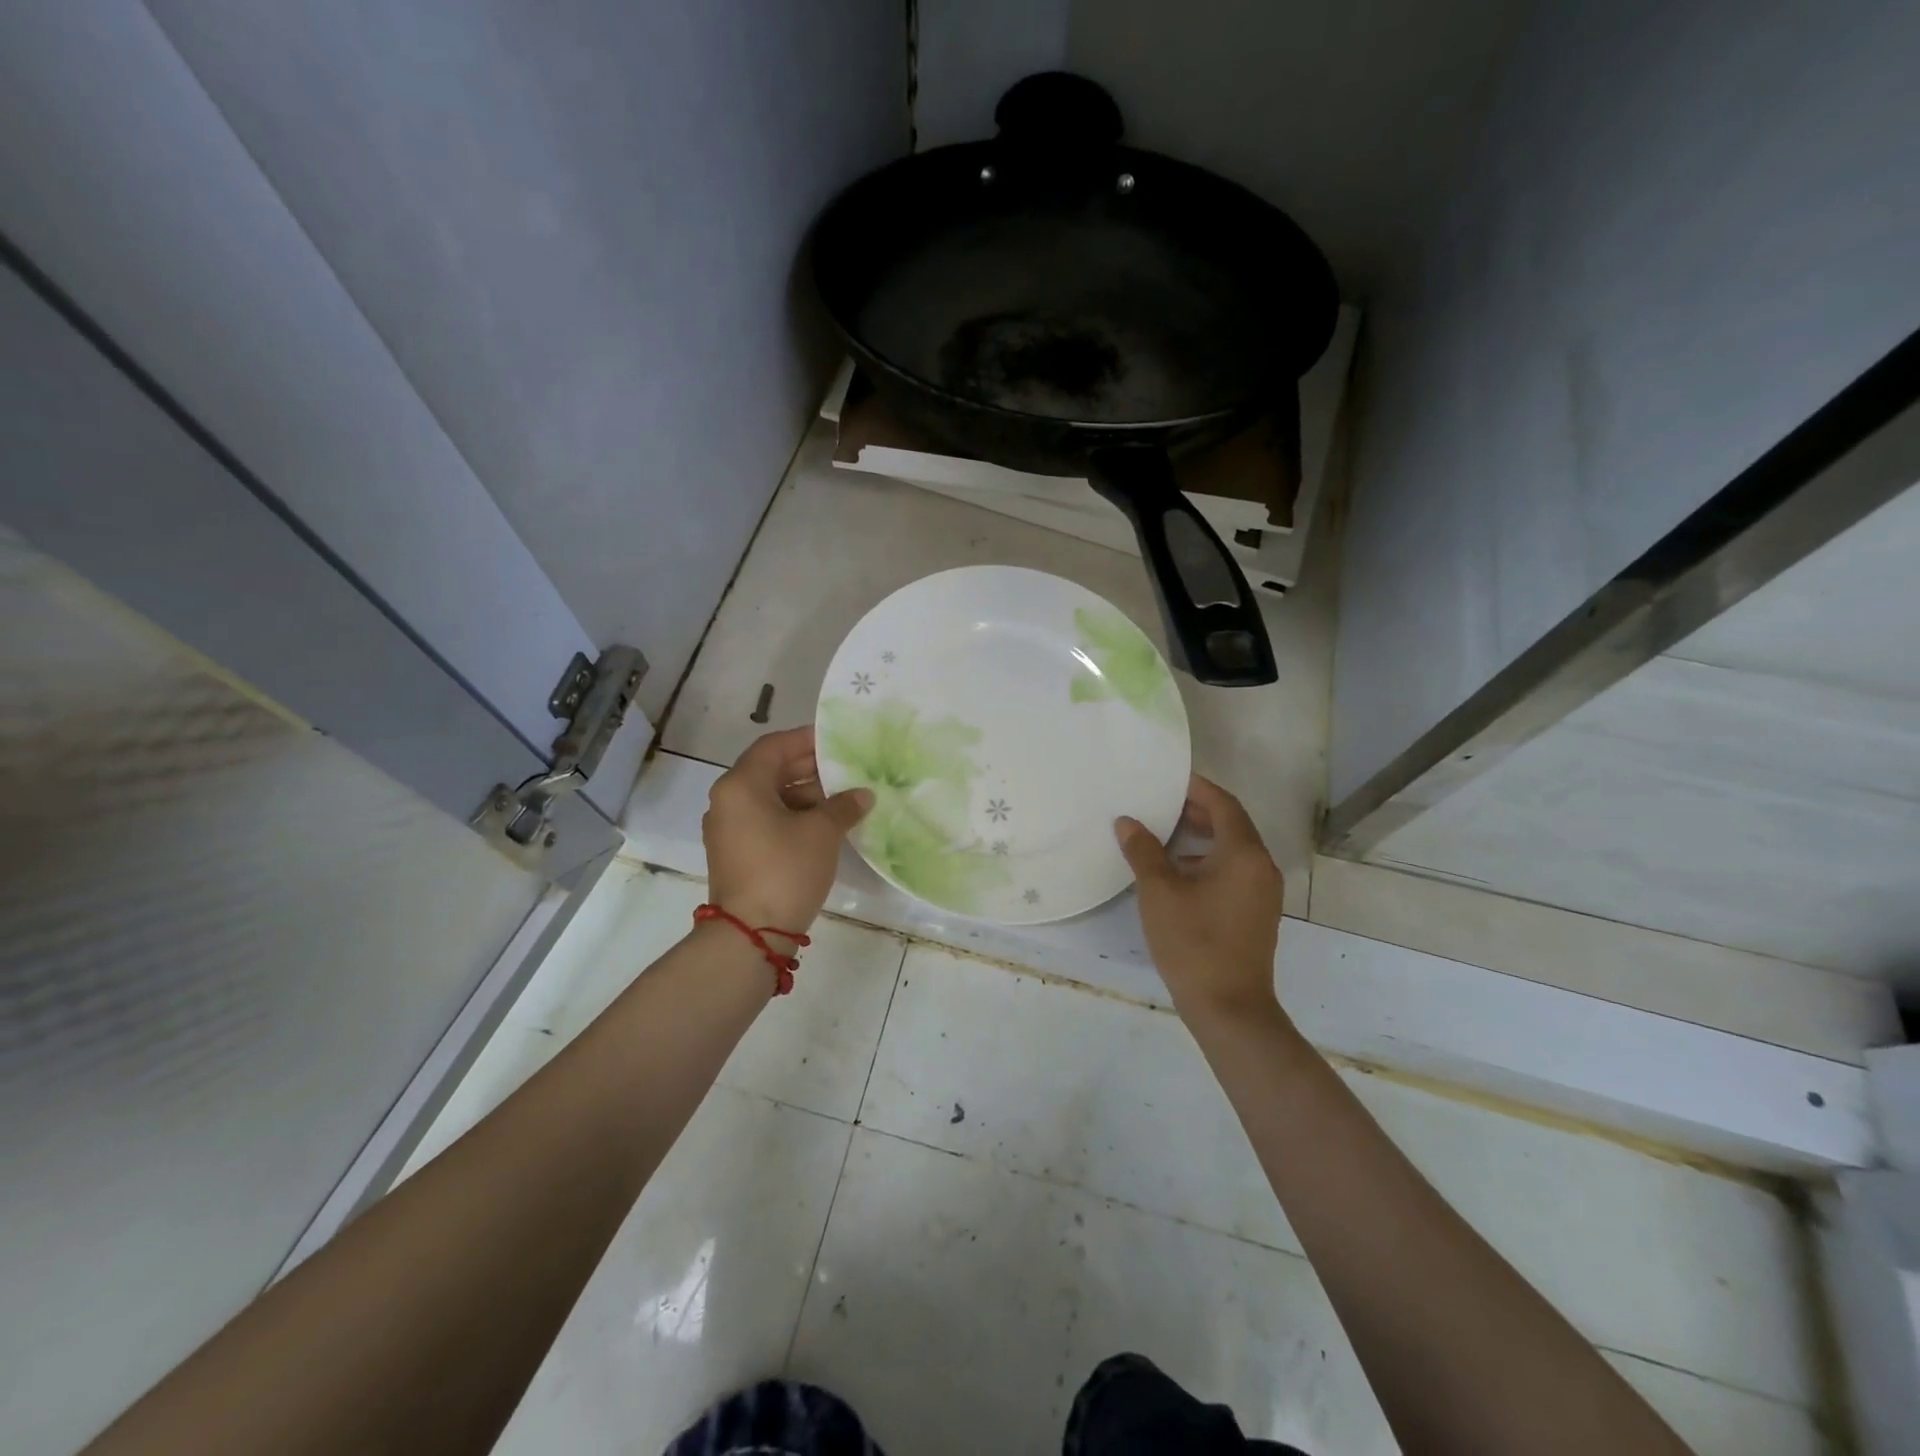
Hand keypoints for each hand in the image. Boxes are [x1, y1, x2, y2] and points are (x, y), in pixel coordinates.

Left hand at [703, 727, 870, 933]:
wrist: (751, 933)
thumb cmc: (785, 869)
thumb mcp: (822, 832)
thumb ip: (843, 805)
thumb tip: (862, 795)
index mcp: (741, 785)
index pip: (774, 746)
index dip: (806, 739)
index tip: (836, 740)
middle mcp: (728, 801)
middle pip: (770, 771)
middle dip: (809, 768)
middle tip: (845, 768)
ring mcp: (729, 829)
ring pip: (770, 798)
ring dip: (804, 794)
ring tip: (843, 798)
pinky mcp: (736, 853)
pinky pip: (766, 821)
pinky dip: (793, 816)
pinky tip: (825, 824)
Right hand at [1115, 774, 1284, 1021]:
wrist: (1229, 1007)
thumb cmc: (1193, 942)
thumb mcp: (1159, 892)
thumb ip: (1143, 851)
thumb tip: (1128, 822)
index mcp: (1244, 854)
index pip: (1224, 805)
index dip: (1197, 789)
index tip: (1169, 779)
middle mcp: (1261, 867)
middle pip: (1232, 825)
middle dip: (1197, 812)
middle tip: (1161, 804)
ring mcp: (1262, 892)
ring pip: (1233, 850)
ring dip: (1202, 837)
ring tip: (1164, 835)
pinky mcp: (1255, 912)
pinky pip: (1234, 871)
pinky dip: (1208, 861)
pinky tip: (1178, 872)